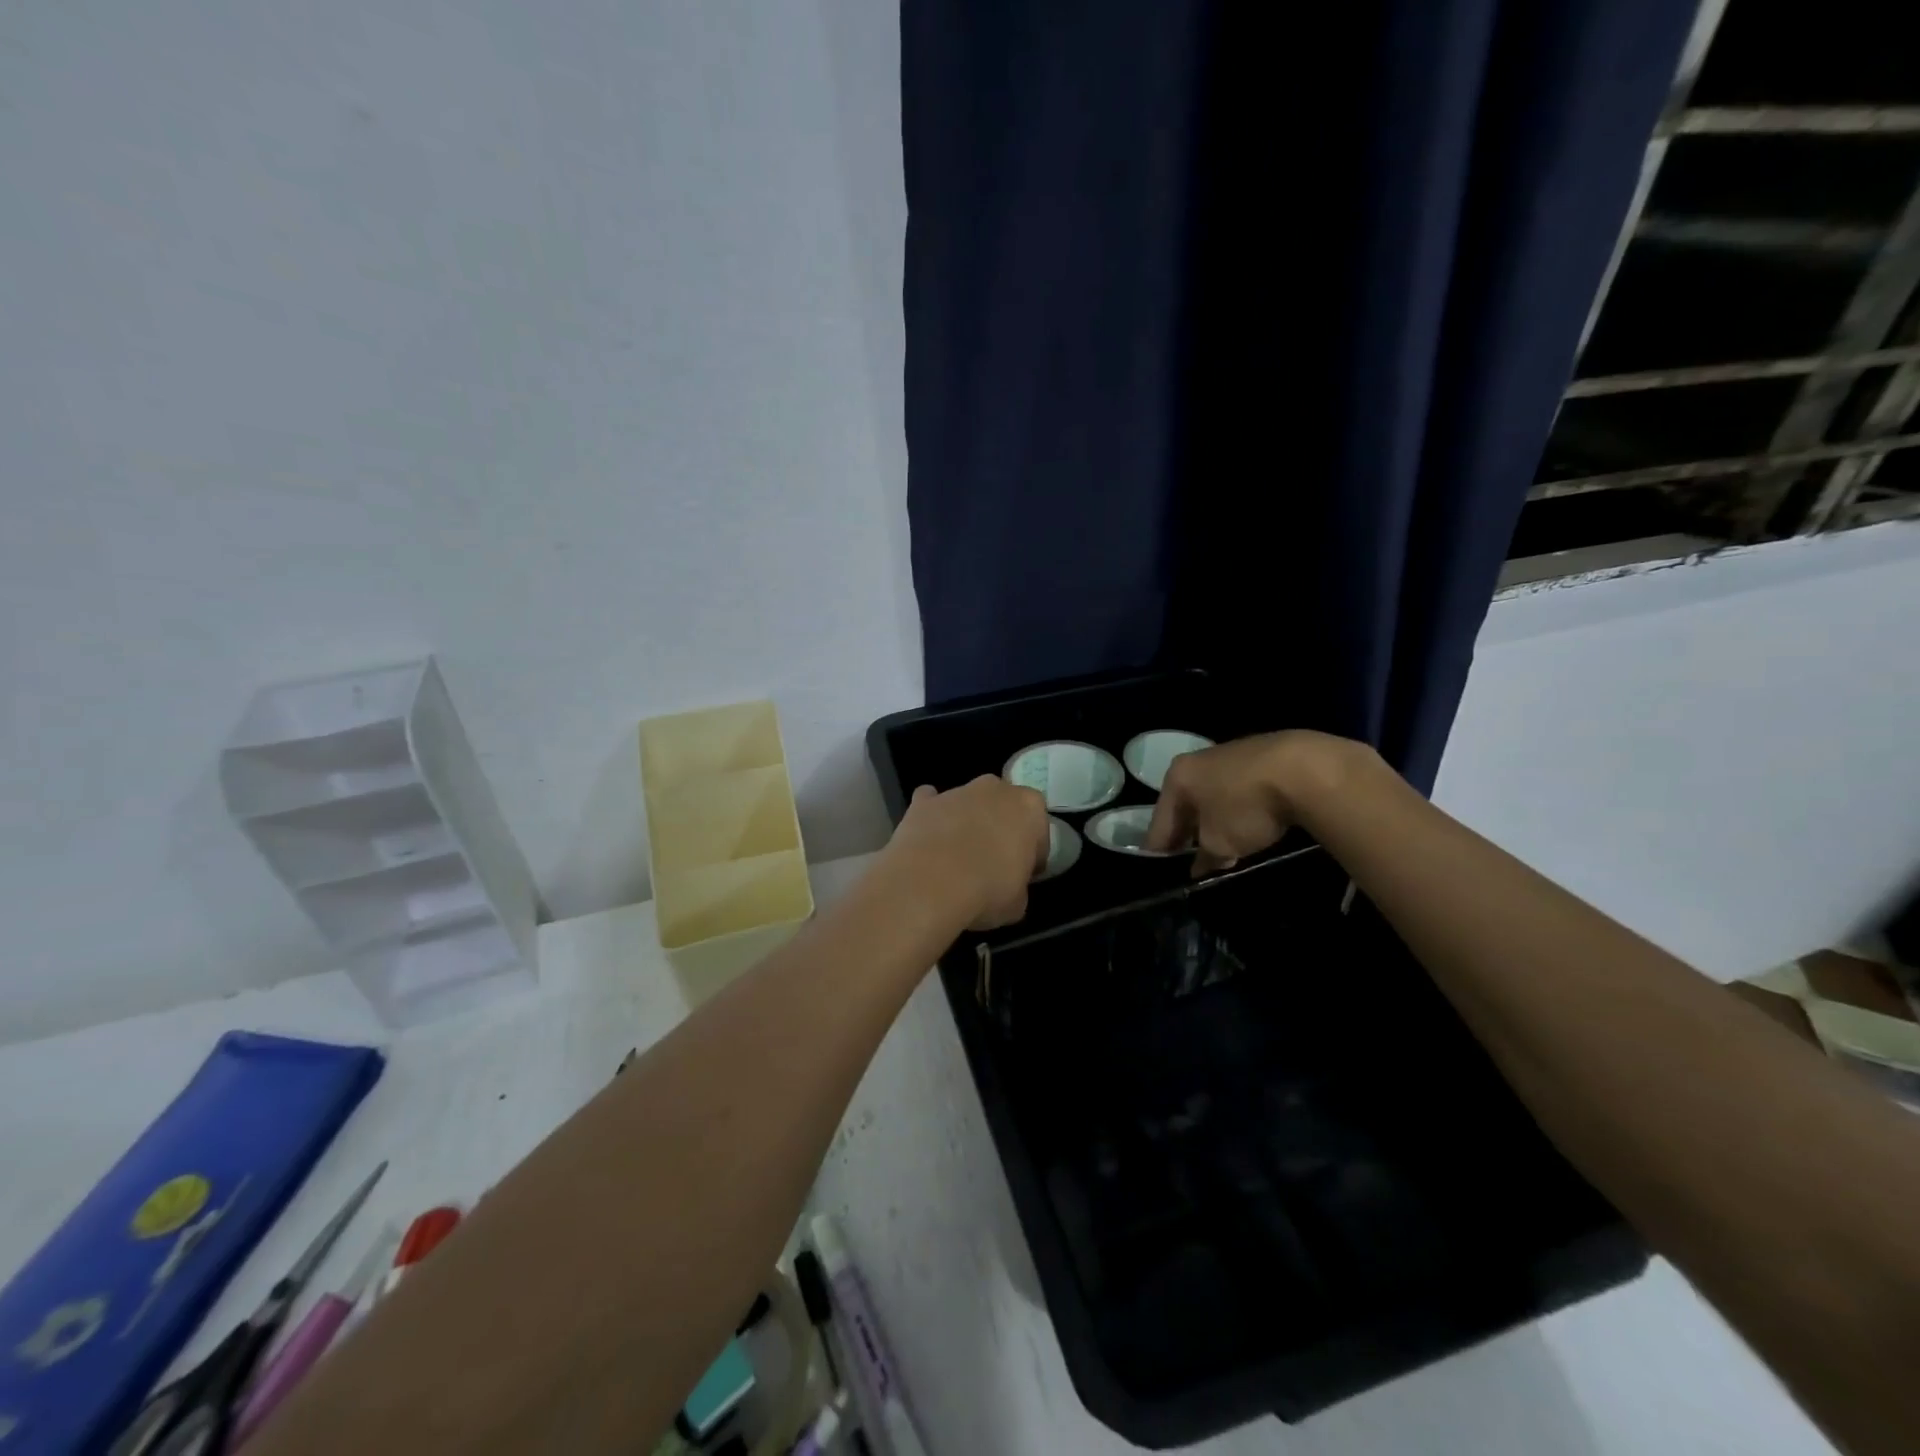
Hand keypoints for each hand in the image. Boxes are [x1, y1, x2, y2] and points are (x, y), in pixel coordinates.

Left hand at [886, 775, 1050, 930]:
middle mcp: (995, 790)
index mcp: (1029, 807)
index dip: (1031, 853)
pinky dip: (931, 817)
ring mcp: (956, 792)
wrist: (929, 884)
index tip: (1022, 873)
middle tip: (992, 860)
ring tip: (955, 858)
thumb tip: (1008, 887)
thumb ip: (1018, 885)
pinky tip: (928, 840)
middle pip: (1003, 806)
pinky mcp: (923, 802)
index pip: (1038, 830)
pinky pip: (930, 803)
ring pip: (967, 803)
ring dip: (966, 822)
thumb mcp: (1018, 902)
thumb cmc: (987, 891)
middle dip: (999, 827)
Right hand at [1145, 730, 1360, 875]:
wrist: (1305, 770)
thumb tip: (1200, 868)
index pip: (1159, 822)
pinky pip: (1238, 790)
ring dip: (1215, 822)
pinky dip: (1238, 809)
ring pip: (1212, 797)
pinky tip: (1251, 826)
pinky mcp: (1260, 756)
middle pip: (1185, 806)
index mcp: (1177, 778)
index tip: (1162, 873)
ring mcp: (1230, 755)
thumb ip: (1206, 858)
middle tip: (1193, 863)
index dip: (1160, 851)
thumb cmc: (1246, 806)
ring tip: (1225, 849)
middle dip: (1189, 835)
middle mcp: (1197, 761)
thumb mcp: (1220, 843)